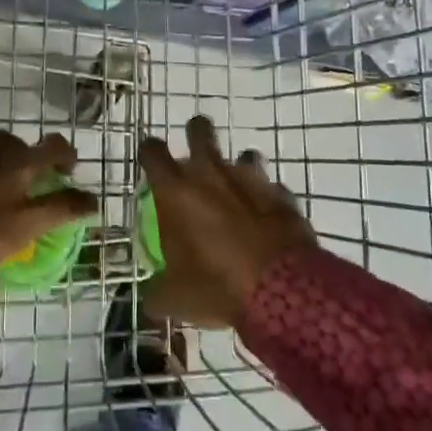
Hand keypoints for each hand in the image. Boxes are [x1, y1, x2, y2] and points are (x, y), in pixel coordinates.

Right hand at [140, 116, 317, 329]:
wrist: (281, 290)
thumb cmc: (215, 287)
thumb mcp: (174, 298)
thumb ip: (157, 292)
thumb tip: (150, 299)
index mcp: (176, 192)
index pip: (153, 152)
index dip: (149, 150)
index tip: (150, 156)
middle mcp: (211, 175)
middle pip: (199, 131)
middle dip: (196, 131)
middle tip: (195, 147)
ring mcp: (251, 180)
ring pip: (244, 155)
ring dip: (239, 166)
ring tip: (238, 186)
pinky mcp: (282, 195)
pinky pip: (272, 188)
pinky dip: (267, 198)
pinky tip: (267, 217)